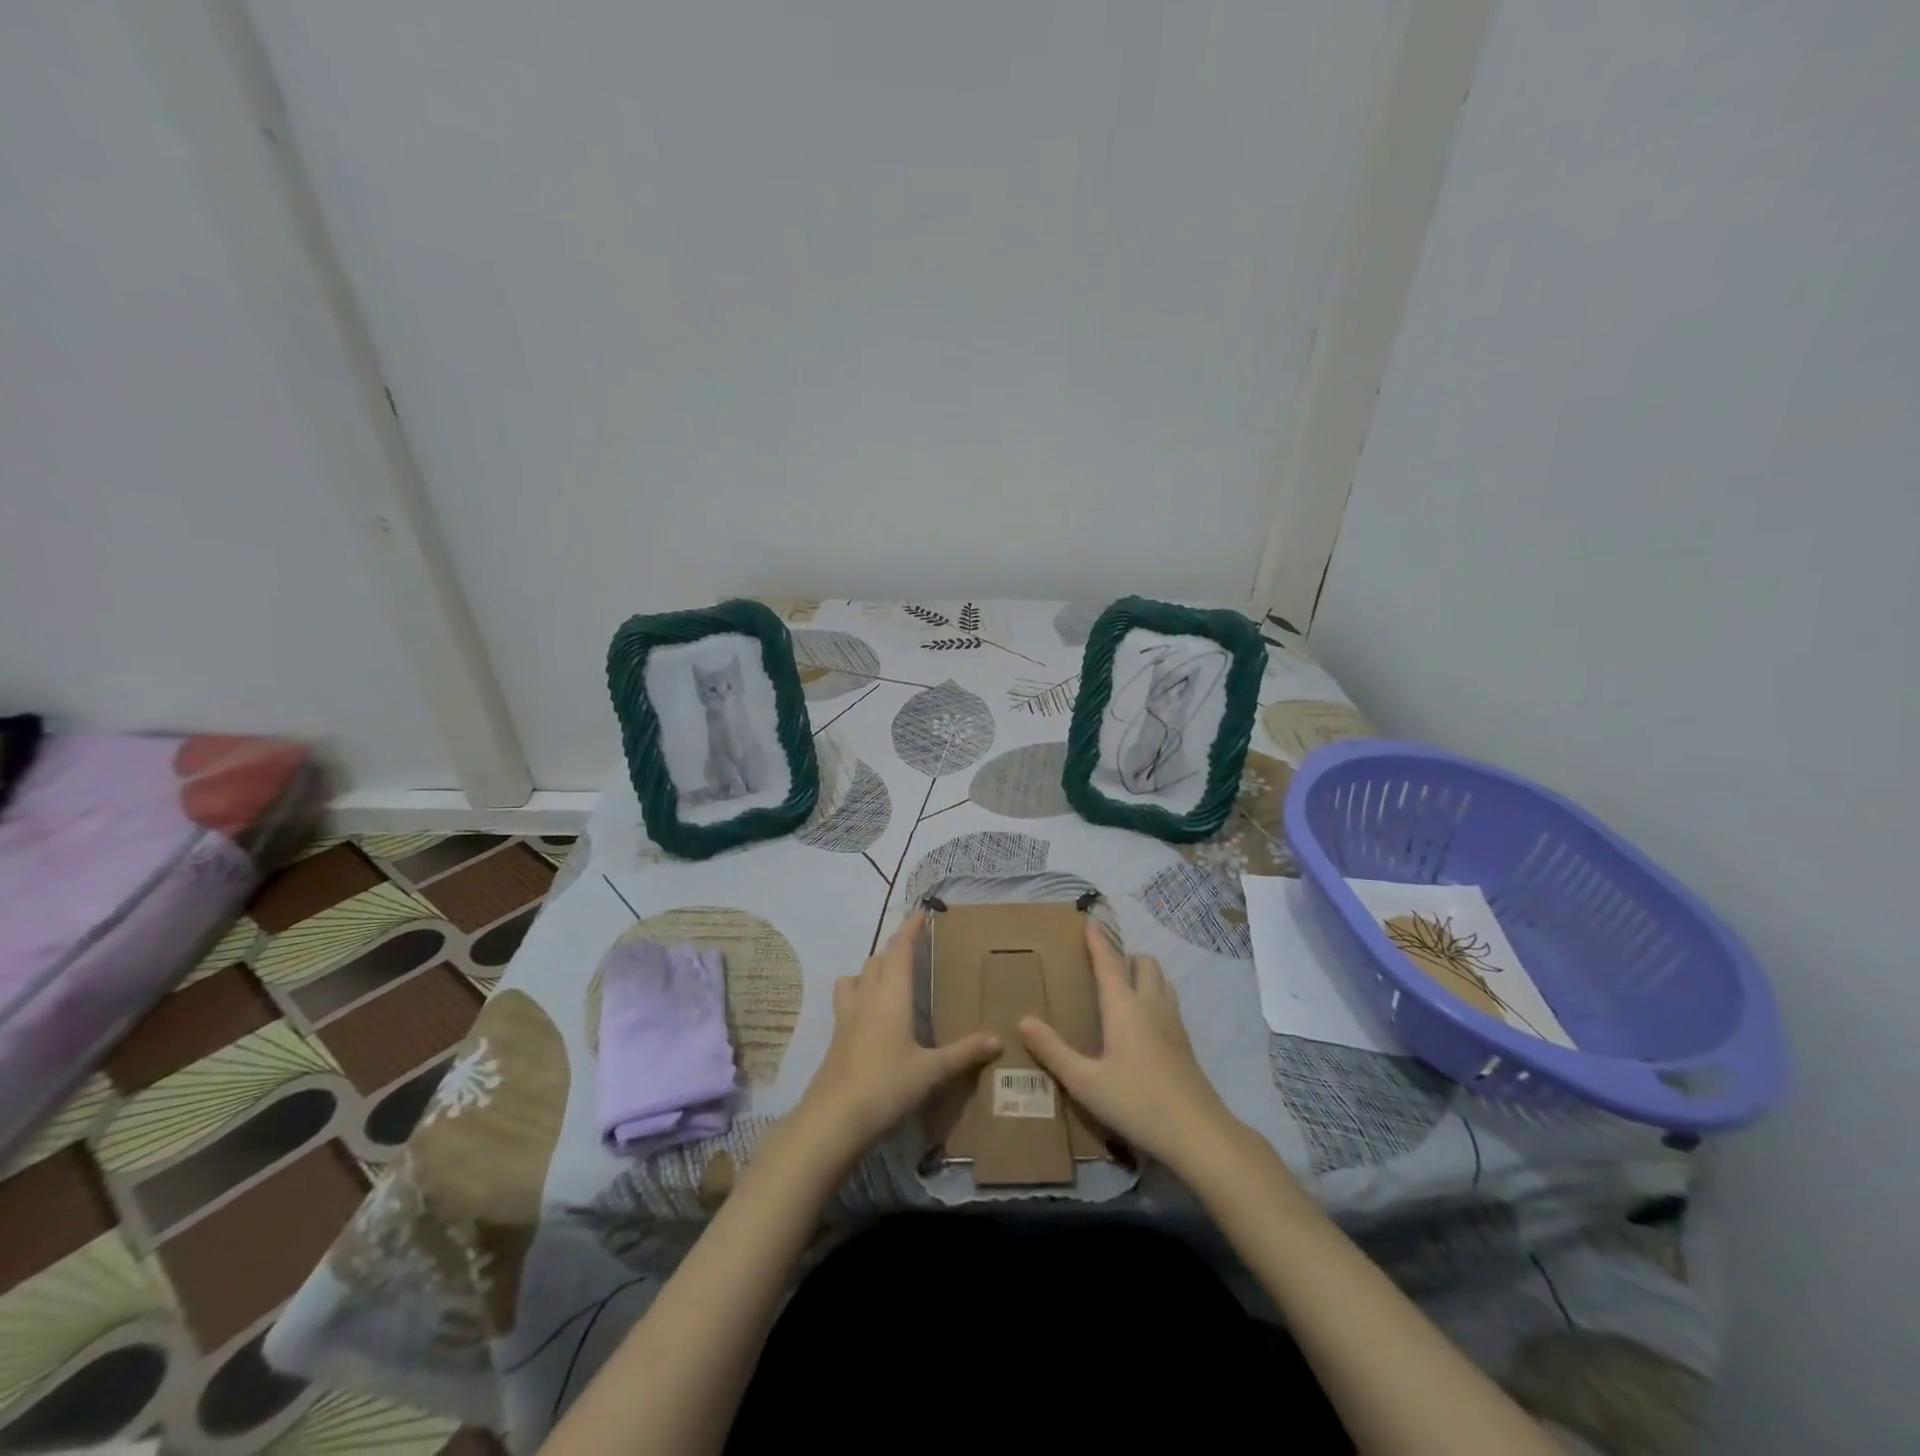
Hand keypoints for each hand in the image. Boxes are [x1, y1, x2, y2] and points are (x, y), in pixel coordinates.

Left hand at [793, 909, 1000, 1161]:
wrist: (833, 1119)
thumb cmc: (887, 1086)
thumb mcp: (932, 1071)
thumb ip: (964, 1053)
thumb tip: (998, 1039)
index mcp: (891, 994)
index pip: (900, 949)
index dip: (910, 929)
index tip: (921, 912)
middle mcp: (867, 996)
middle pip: (877, 958)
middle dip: (895, 948)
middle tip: (915, 947)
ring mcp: (847, 1015)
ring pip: (857, 976)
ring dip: (873, 968)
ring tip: (890, 977)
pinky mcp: (837, 1035)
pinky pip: (848, 998)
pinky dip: (860, 992)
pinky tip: (872, 1013)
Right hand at [1019, 922, 1240, 1177]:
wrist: (1198, 1134)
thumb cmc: (1136, 1102)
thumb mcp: (1085, 1081)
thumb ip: (1053, 1050)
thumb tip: (1023, 1020)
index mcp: (1124, 1007)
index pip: (1108, 962)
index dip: (1098, 940)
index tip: (1091, 919)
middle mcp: (1151, 1005)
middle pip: (1144, 963)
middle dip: (1126, 956)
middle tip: (1105, 967)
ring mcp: (1173, 1024)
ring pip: (1162, 981)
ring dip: (1144, 975)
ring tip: (1124, 989)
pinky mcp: (1185, 1044)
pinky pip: (1169, 1003)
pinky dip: (1155, 997)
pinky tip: (1144, 1024)